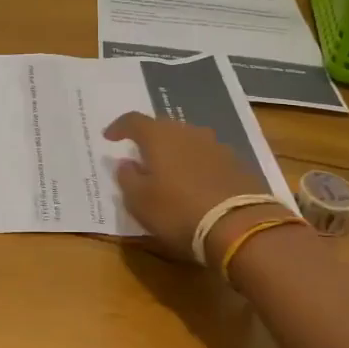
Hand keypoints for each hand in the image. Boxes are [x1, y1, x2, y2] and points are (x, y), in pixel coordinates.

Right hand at [103, 112, 276, 262]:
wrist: (239, 226)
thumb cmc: (178, 212)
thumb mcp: (139, 201)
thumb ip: (127, 178)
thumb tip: (126, 163)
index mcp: (159, 137)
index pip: (133, 121)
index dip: (119, 127)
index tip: (109, 138)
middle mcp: (188, 132)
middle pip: (163, 128)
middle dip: (150, 139)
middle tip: (140, 156)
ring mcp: (216, 146)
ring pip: (189, 141)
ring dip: (176, 152)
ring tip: (170, 172)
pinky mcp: (237, 163)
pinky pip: (209, 158)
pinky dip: (198, 166)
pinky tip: (197, 184)